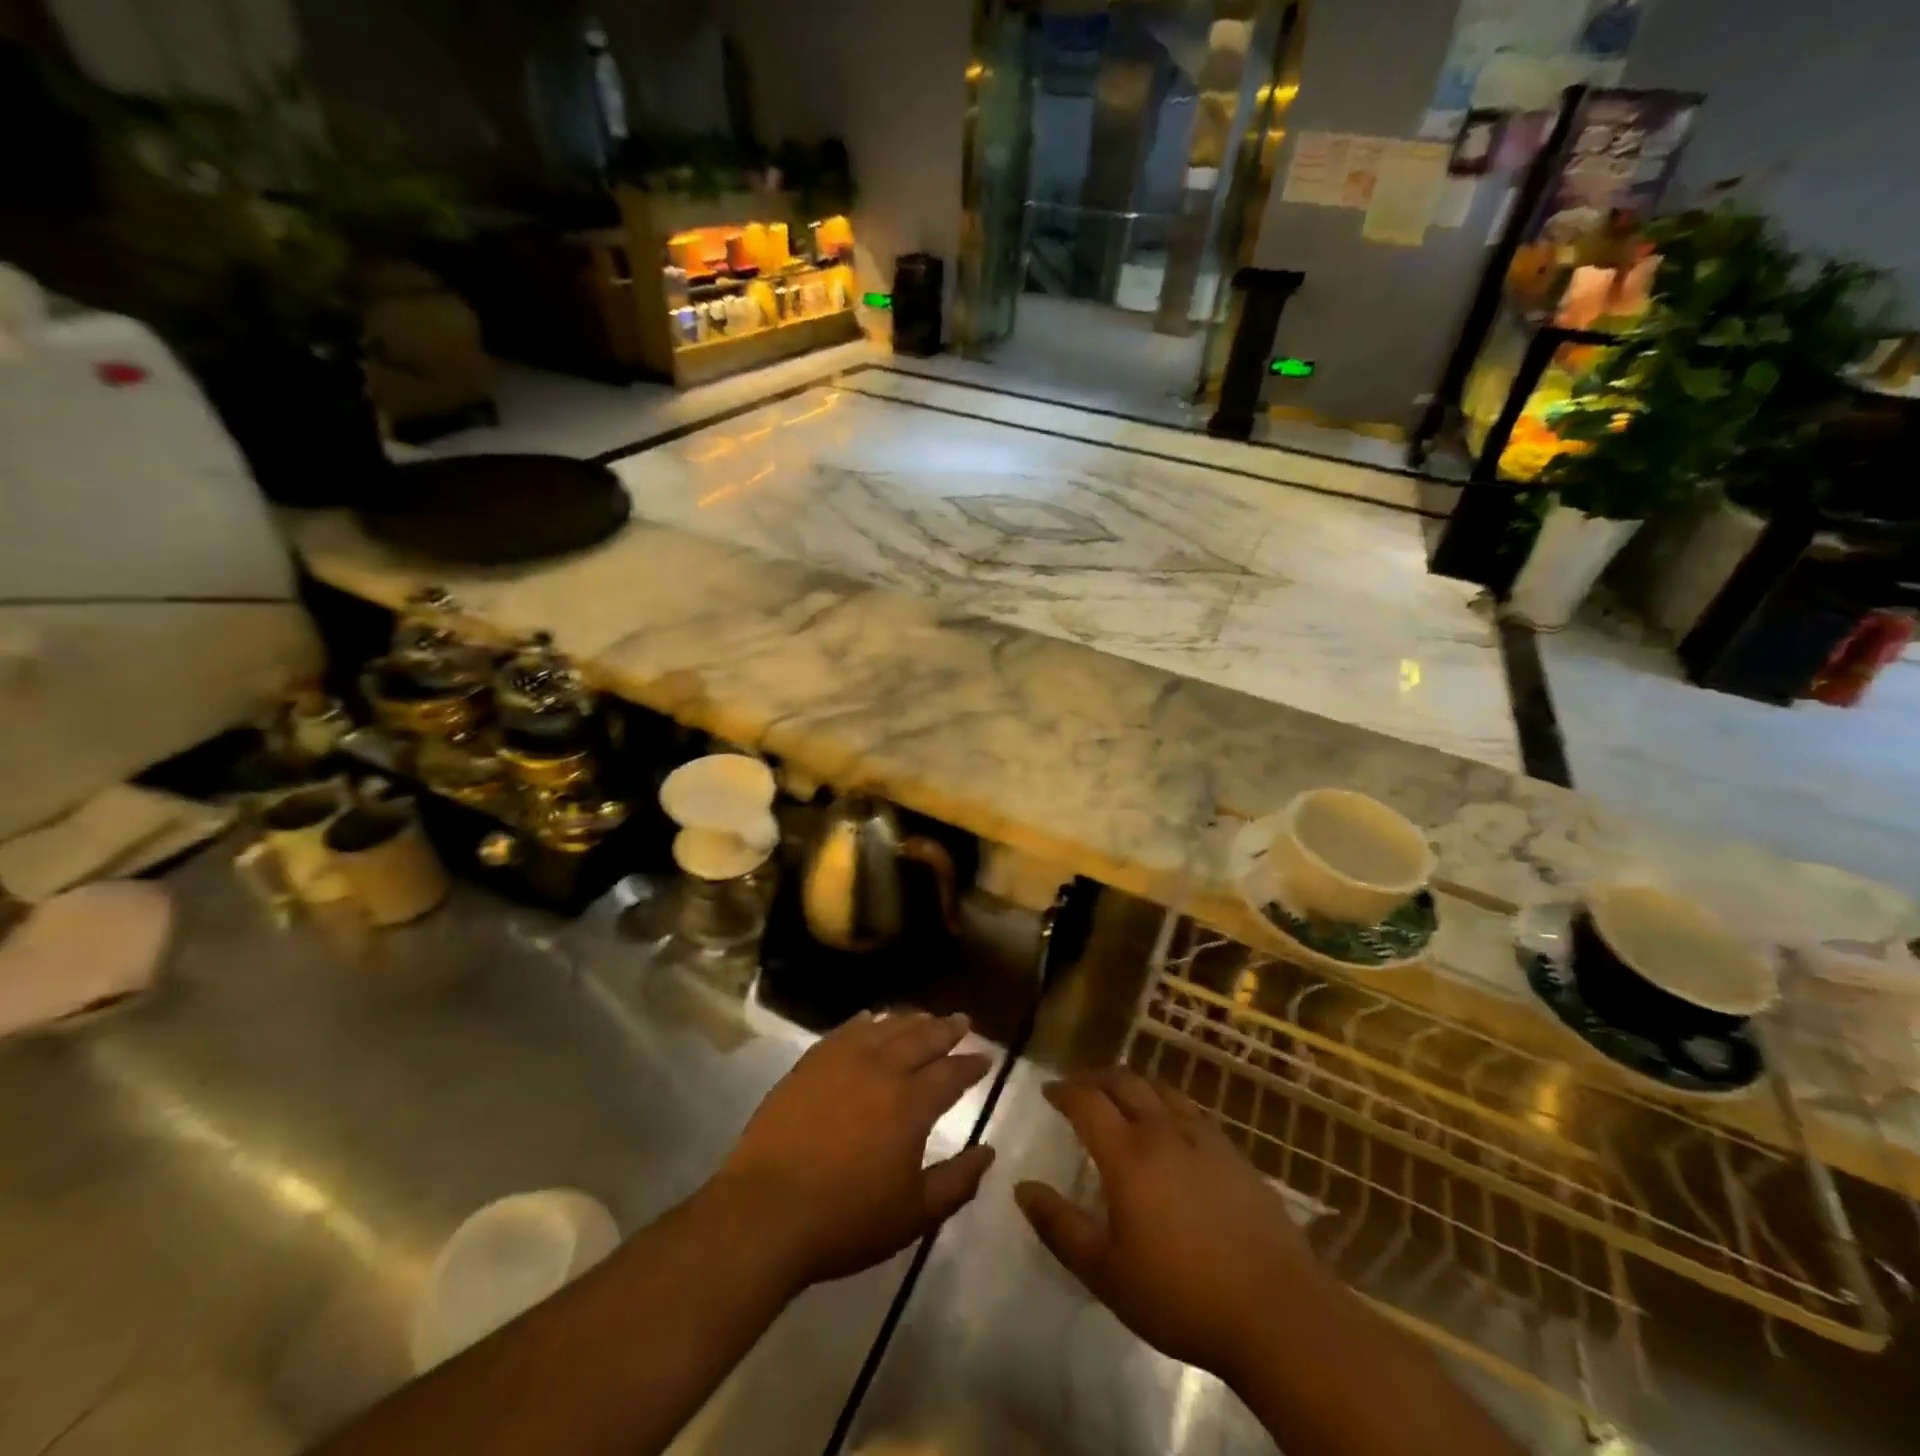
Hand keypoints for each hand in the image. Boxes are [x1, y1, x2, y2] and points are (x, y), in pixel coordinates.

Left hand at [714, 1011, 994, 1290]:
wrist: (766, 1212)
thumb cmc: (846, 1220)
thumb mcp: (914, 1215)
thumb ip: (957, 1182)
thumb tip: (987, 1153)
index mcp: (911, 1104)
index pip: (951, 1073)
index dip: (971, 1064)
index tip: (985, 1056)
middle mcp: (881, 1069)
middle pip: (921, 1038)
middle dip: (946, 1029)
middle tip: (962, 1020)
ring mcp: (842, 1061)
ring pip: (885, 1027)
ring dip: (909, 1020)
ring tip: (924, 1017)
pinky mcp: (810, 1064)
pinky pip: (845, 1031)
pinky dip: (865, 1022)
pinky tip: (870, 1019)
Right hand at [1014, 1069, 1332, 1389]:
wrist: (1278, 1312)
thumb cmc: (1182, 1296)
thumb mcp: (1107, 1273)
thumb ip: (1060, 1227)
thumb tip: (1022, 1188)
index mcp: (1128, 1155)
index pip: (1087, 1101)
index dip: (1063, 1090)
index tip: (1048, 1092)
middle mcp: (1163, 1132)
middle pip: (1124, 1082)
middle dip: (1095, 1078)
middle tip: (1079, 1088)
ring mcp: (1204, 1139)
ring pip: (1161, 1089)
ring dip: (1133, 1085)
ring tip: (1121, 1099)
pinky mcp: (1235, 1154)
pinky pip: (1191, 1111)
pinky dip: (1167, 1105)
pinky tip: (1170, 1130)